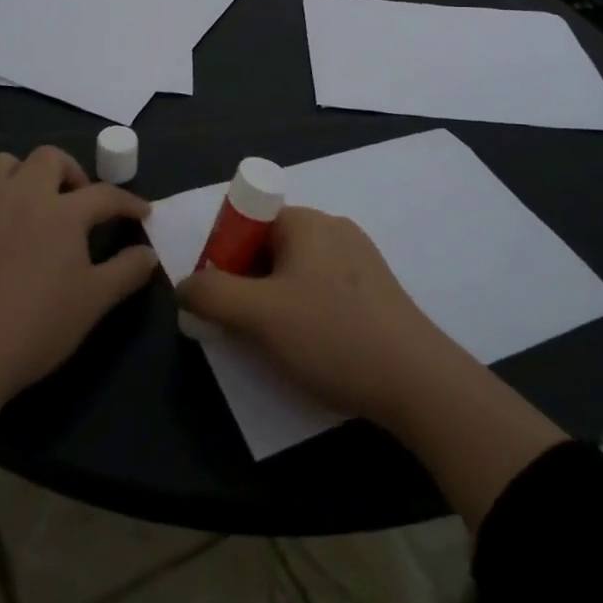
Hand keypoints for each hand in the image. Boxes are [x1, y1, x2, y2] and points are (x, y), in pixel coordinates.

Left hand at [0, 146, 157, 402]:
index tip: (141, 212)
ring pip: (1, 163)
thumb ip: (127, 271)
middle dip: (69, 171)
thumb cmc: (36, 325)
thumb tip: (149, 254)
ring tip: (27, 202)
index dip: (128, 202)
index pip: (105, 194)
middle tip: (76, 200)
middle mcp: (22, 194)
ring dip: (19, 175)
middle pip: (49, 158)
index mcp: (63, 211)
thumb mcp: (94, 302)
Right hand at [177, 207, 448, 424]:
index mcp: (306, 222)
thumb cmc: (332, 335)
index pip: (248, 220)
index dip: (225, 254)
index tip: (220, 296)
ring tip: (275, 342)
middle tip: (241, 325)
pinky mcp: (374, 289)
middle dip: (247, 281)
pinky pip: (322, 288)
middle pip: (270, 245)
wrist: (418, 382)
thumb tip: (184, 284)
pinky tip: (310, 345)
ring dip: (274, 300)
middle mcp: (333, 229)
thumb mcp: (259, 316)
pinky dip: (304, 310)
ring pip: (295, 271)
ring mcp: (359, 258)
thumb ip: (212, 294)